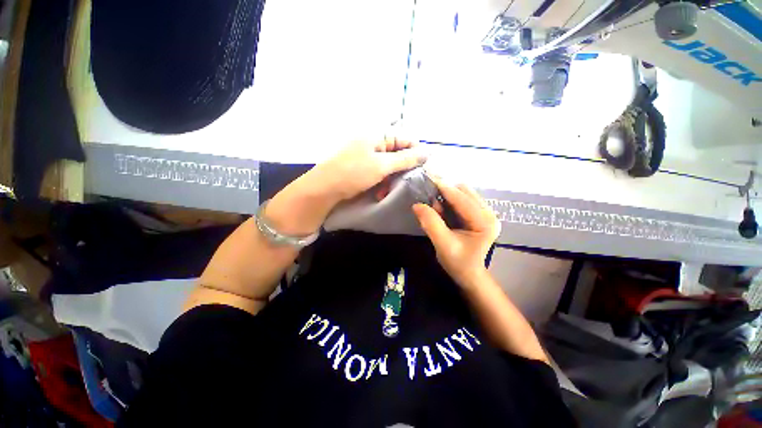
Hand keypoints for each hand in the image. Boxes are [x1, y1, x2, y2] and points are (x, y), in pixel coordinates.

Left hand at [265, 139, 424, 236]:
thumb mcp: (382, 165)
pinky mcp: (364, 168)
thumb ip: (405, 159)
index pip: (406, 139)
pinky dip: (382, 182)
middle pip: (398, 153)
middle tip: (405, 184)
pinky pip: (380, 172)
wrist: (325, 189)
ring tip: (387, 190)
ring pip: (390, 166)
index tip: (424, 169)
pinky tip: (380, 191)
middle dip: (402, 170)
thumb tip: (428, 152)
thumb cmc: (354, 173)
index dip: (417, 153)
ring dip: (392, 179)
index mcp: (378, 135)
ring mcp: (368, 156)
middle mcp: (374, 142)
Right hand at [412, 180, 500, 287]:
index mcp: (485, 222)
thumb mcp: (442, 244)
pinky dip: (448, 202)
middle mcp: (488, 213)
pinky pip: (461, 200)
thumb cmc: (458, 262)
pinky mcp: (477, 214)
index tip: (427, 179)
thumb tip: (417, 205)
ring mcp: (484, 213)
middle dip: (445, 192)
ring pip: (462, 194)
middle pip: (465, 191)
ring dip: (446, 197)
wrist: (468, 274)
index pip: (463, 199)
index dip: (444, 188)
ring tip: (435, 209)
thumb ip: (430, 223)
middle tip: (430, 201)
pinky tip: (441, 211)